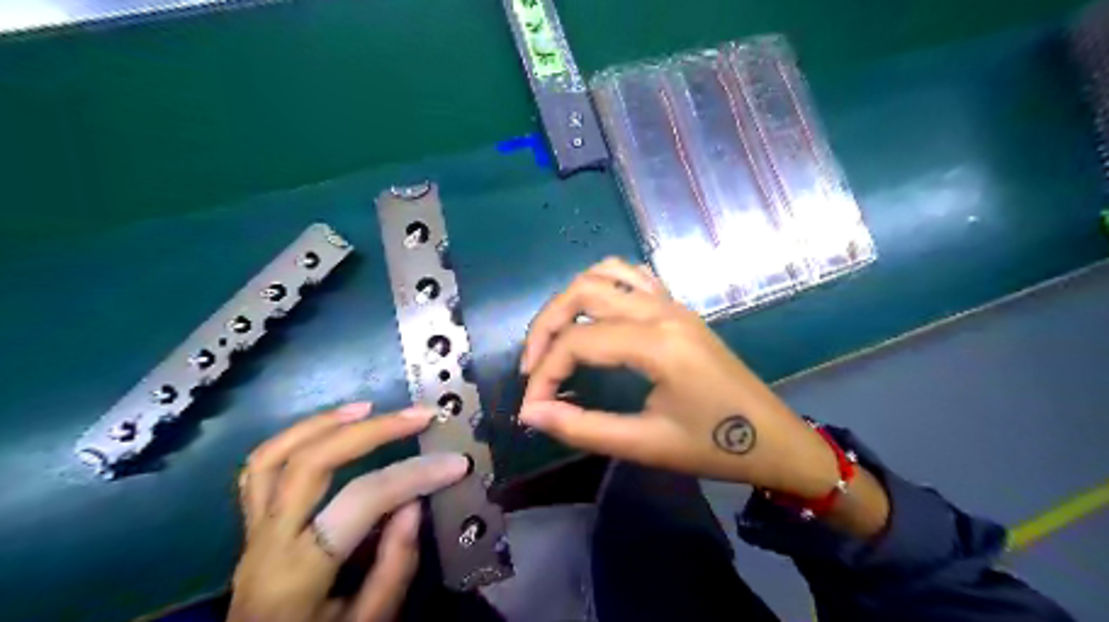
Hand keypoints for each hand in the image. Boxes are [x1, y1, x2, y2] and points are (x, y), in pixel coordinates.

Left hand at [229, 403, 465, 621]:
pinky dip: (294, 438)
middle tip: (417, 415)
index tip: (455, 462)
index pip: (361, 501)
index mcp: (297, 574)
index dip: (413, 474)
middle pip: (310, 463)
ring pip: (271, 457)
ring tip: (368, 407)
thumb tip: (413, 502)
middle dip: (372, 430)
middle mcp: (267, 543)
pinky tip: (330, 428)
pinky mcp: (250, 527)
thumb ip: (395, 565)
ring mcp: (250, 532)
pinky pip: (259, 470)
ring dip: (322, 423)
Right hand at [520, 256, 841, 494]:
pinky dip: (600, 286)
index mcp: (657, 343)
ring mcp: (671, 303)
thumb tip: (530, 413)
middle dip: (545, 326)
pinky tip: (592, 317)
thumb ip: (581, 427)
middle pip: (582, 292)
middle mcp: (661, 310)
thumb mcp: (645, 445)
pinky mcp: (677, 307)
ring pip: (604, 273)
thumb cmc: (713, 446)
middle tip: (531, 367)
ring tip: (556, 339)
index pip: (577, 342)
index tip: (531, 406)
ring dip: (570, 300)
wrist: (774, 439)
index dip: (544, 373)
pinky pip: (631, 275)